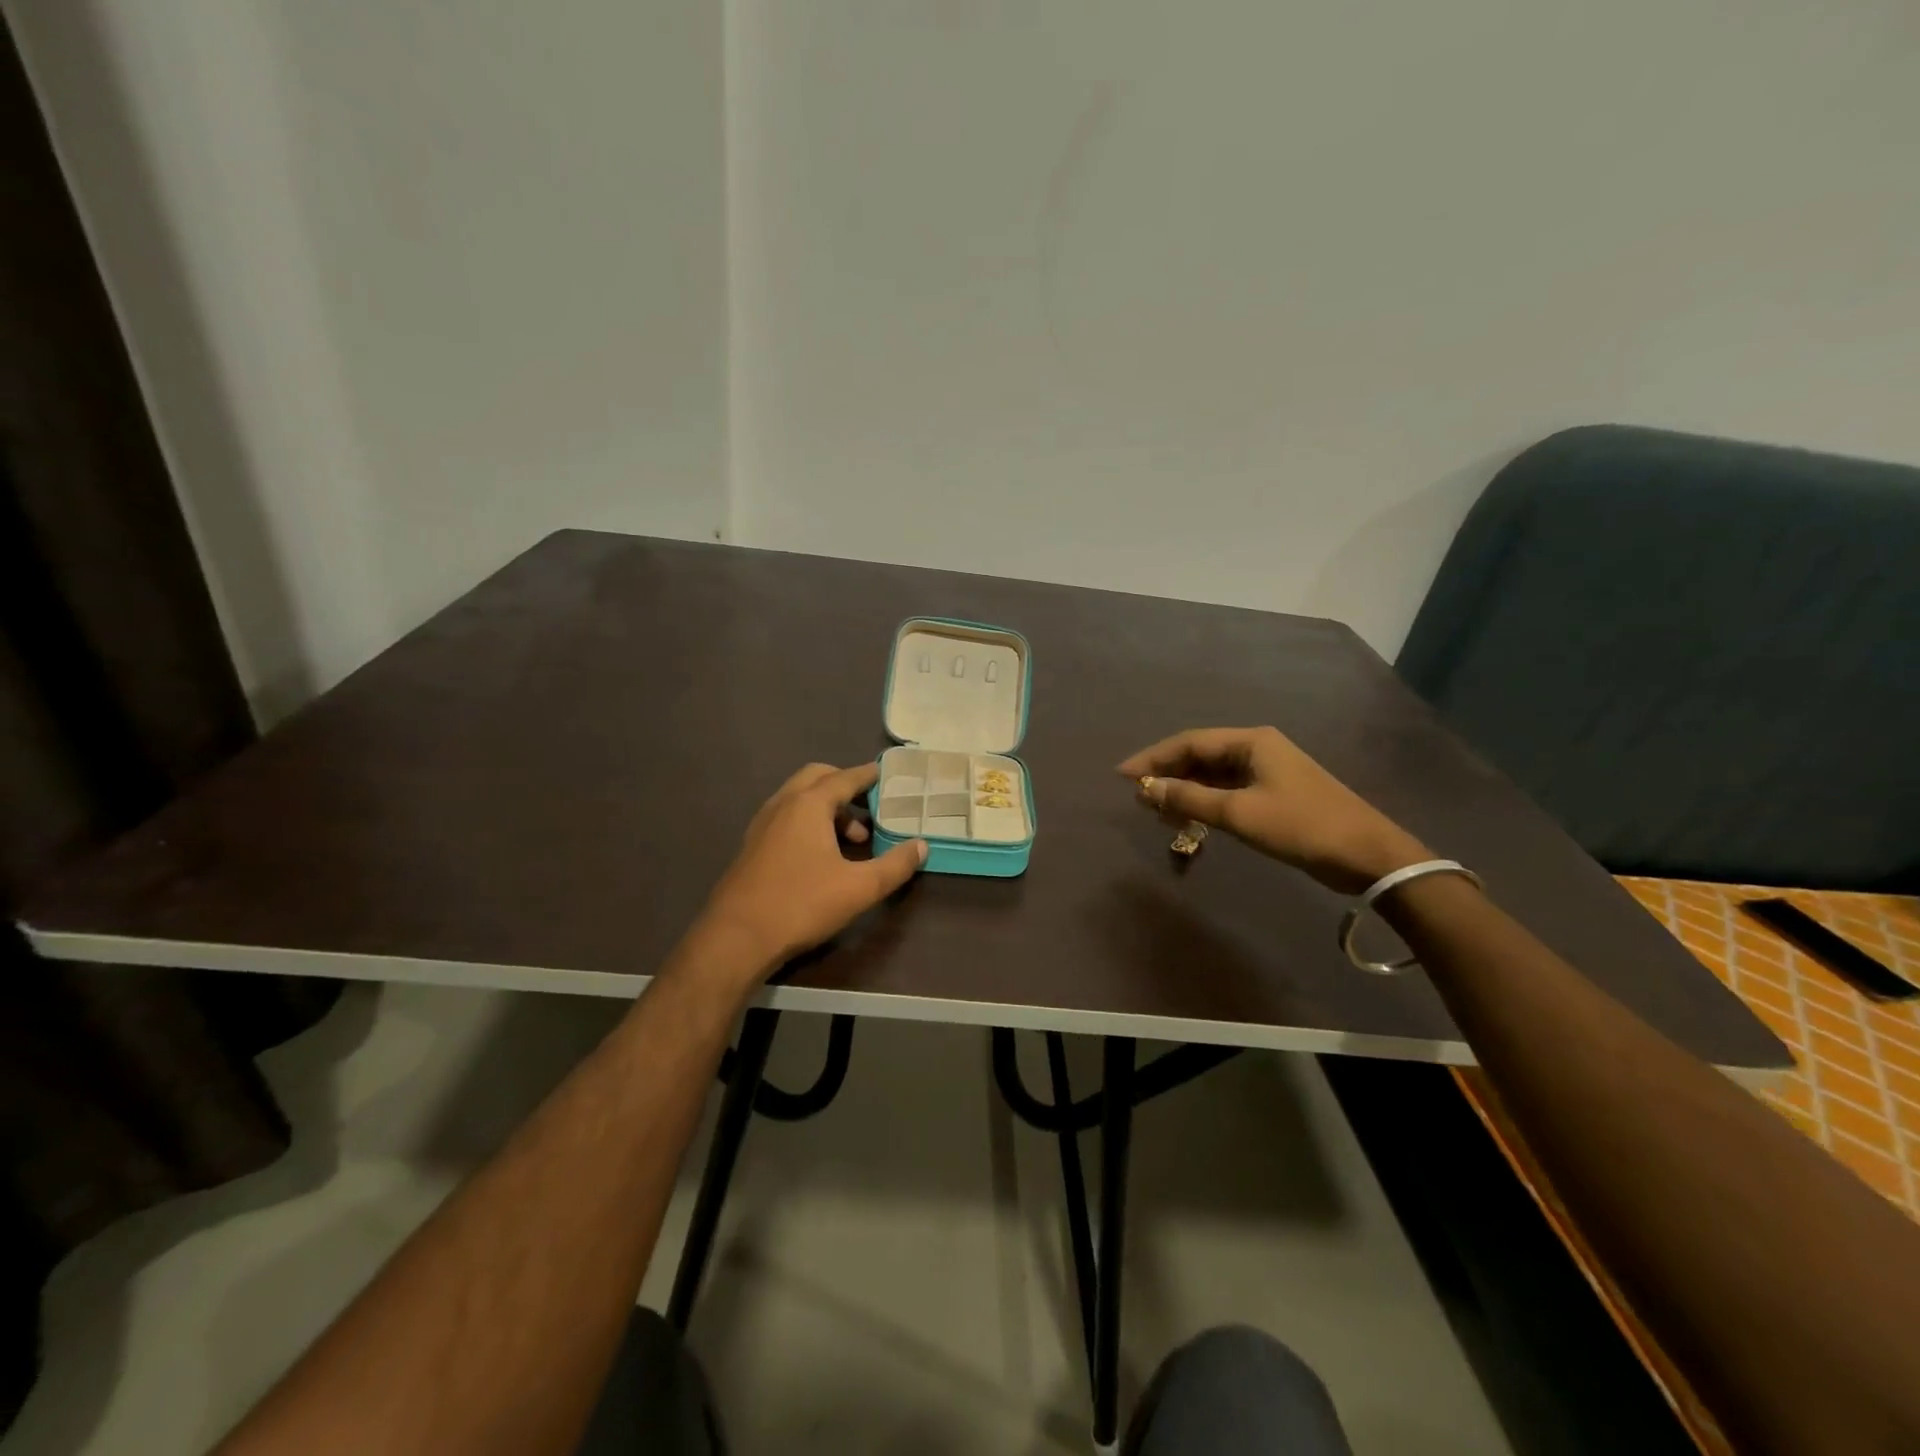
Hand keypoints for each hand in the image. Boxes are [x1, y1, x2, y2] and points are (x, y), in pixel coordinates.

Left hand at [699, 761, 927, 974]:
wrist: (736, 937)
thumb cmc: (801, 904)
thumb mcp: (859, 888)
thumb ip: (895, 865)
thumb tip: (921, 846)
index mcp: (808, 804)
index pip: (845, 777)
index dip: (868, 775)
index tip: (886, 774)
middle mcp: (783, 805)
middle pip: (817, 778)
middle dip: (844, 786)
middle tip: (869, 807)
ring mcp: (762, 825)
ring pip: (799, 798)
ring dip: (827, 807)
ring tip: (851, 839)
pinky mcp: (752, 846)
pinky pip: (786, 817)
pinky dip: (808, 821)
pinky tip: (821, 855)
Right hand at [1119, 726, 1429, 894]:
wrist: (1367, 854)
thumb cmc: (1301, 826)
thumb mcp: (1239, 814)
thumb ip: (1189, 800)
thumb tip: (1146, 789)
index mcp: (1251, 741)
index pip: (1189, 742)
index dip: (1152, 757)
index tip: (1122, 776)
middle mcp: (1257, 748)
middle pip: (1200, 755)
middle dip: (1167, 774)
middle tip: (1138, 796)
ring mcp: (1268, 771)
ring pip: (1213, 774)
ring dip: (1184, 790)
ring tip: (1157, 811)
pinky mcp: (1275, 793)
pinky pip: (1228, 790)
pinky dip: (1205, 802)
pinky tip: (1190, 819)